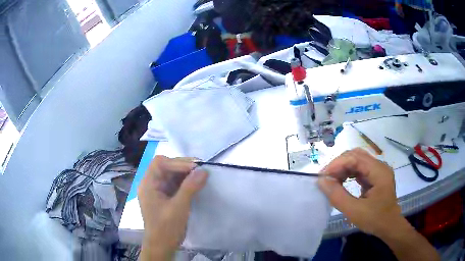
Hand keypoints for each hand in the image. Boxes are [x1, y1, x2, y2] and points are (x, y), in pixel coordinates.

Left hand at [138, 156, 207, 259]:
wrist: (162, 246)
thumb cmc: (166, 228)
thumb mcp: (178, 207)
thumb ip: (190, 188)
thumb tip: (203, 171)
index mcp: (148, 184)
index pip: (160, 164)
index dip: (177, 163)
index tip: (195, 167)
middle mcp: (151, 184)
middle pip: (165, 167)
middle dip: (182, 166)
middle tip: (200, 169)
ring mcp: (158, 191)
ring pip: (171, 175)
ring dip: (185, 174)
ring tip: (200, 175)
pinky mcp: (165, 197)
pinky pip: (174, 184)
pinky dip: (185, 182)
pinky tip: (195, 183)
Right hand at [318, 148, 439, 260]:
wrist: (389, 226)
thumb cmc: (375, 220)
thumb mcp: (355, 211)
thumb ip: (338, 196)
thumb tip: (321, 181)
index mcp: (379, 172)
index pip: (356, 158)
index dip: (337, 164)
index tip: (322, 176)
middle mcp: (380, 166)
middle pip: (356, 155)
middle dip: (339, 164)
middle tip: (326, 178)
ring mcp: (378, 170)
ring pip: (357, 160)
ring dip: (343, 168)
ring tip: (332, 180)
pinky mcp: (375, 176)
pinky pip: (359, 168)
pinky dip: (348, 172)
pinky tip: (342, 181)